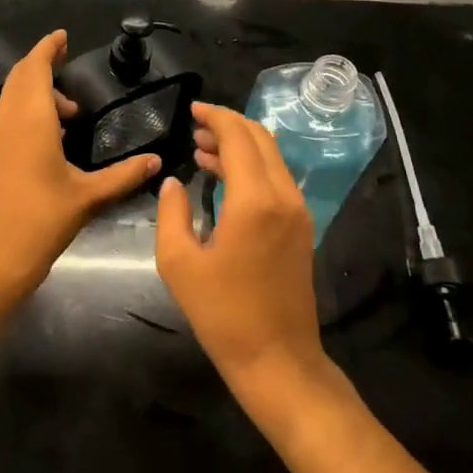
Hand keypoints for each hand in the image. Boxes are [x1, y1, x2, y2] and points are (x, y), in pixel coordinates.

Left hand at [0, 30, 160, 308]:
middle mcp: (8, 121)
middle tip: (67, 60)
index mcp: (31, 120)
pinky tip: (52, 135)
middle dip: (43, 64)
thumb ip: (124, 175)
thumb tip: (156, 161)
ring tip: (71, 111)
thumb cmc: (42, 221)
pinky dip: (28, 110)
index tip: (63, 36)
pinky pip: (9, 116)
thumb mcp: (88, 196)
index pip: (35, 68)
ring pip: (13, 97)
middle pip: (21, 77)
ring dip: (37, 91)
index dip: (48, 48)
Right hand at [156, 102, 327, 395]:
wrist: (278, 361)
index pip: (238, 137)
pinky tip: (223, 178)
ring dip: (239, 146)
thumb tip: (172, 183)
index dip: (215, 117)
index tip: (192, 110)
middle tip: (195, 127)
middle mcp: (283, 196)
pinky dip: (251, 168)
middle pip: (260, 139)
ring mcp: (298, 212)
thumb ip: (172, 213)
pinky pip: (276, 180)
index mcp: (255, 200)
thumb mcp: (179, 263)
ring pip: (271, 158)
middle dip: (228, 126)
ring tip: (202, 151)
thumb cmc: (223, 313)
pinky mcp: (301, 229)